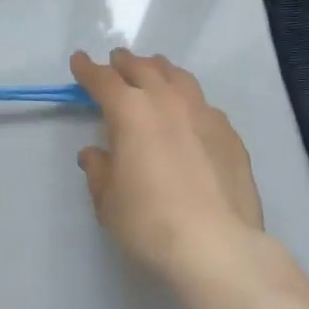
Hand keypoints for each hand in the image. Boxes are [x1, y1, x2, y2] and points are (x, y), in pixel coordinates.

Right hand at [73, 49, 263, 281]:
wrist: (218, 247)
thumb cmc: (151, 222)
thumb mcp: (109, 201)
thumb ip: (99, 170)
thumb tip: (95, 154)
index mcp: (130, 110)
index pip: (103, 79)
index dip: (87, 68)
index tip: (79, 61)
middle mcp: (166, 100)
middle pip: (142, 67)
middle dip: (124, 63)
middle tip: (116, 64)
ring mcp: (202, 113)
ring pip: (177, 76)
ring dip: (159, 71)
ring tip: (153, 76)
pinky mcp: (229, 133)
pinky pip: (203, 104)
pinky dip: (188, 101)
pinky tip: (189, 118)